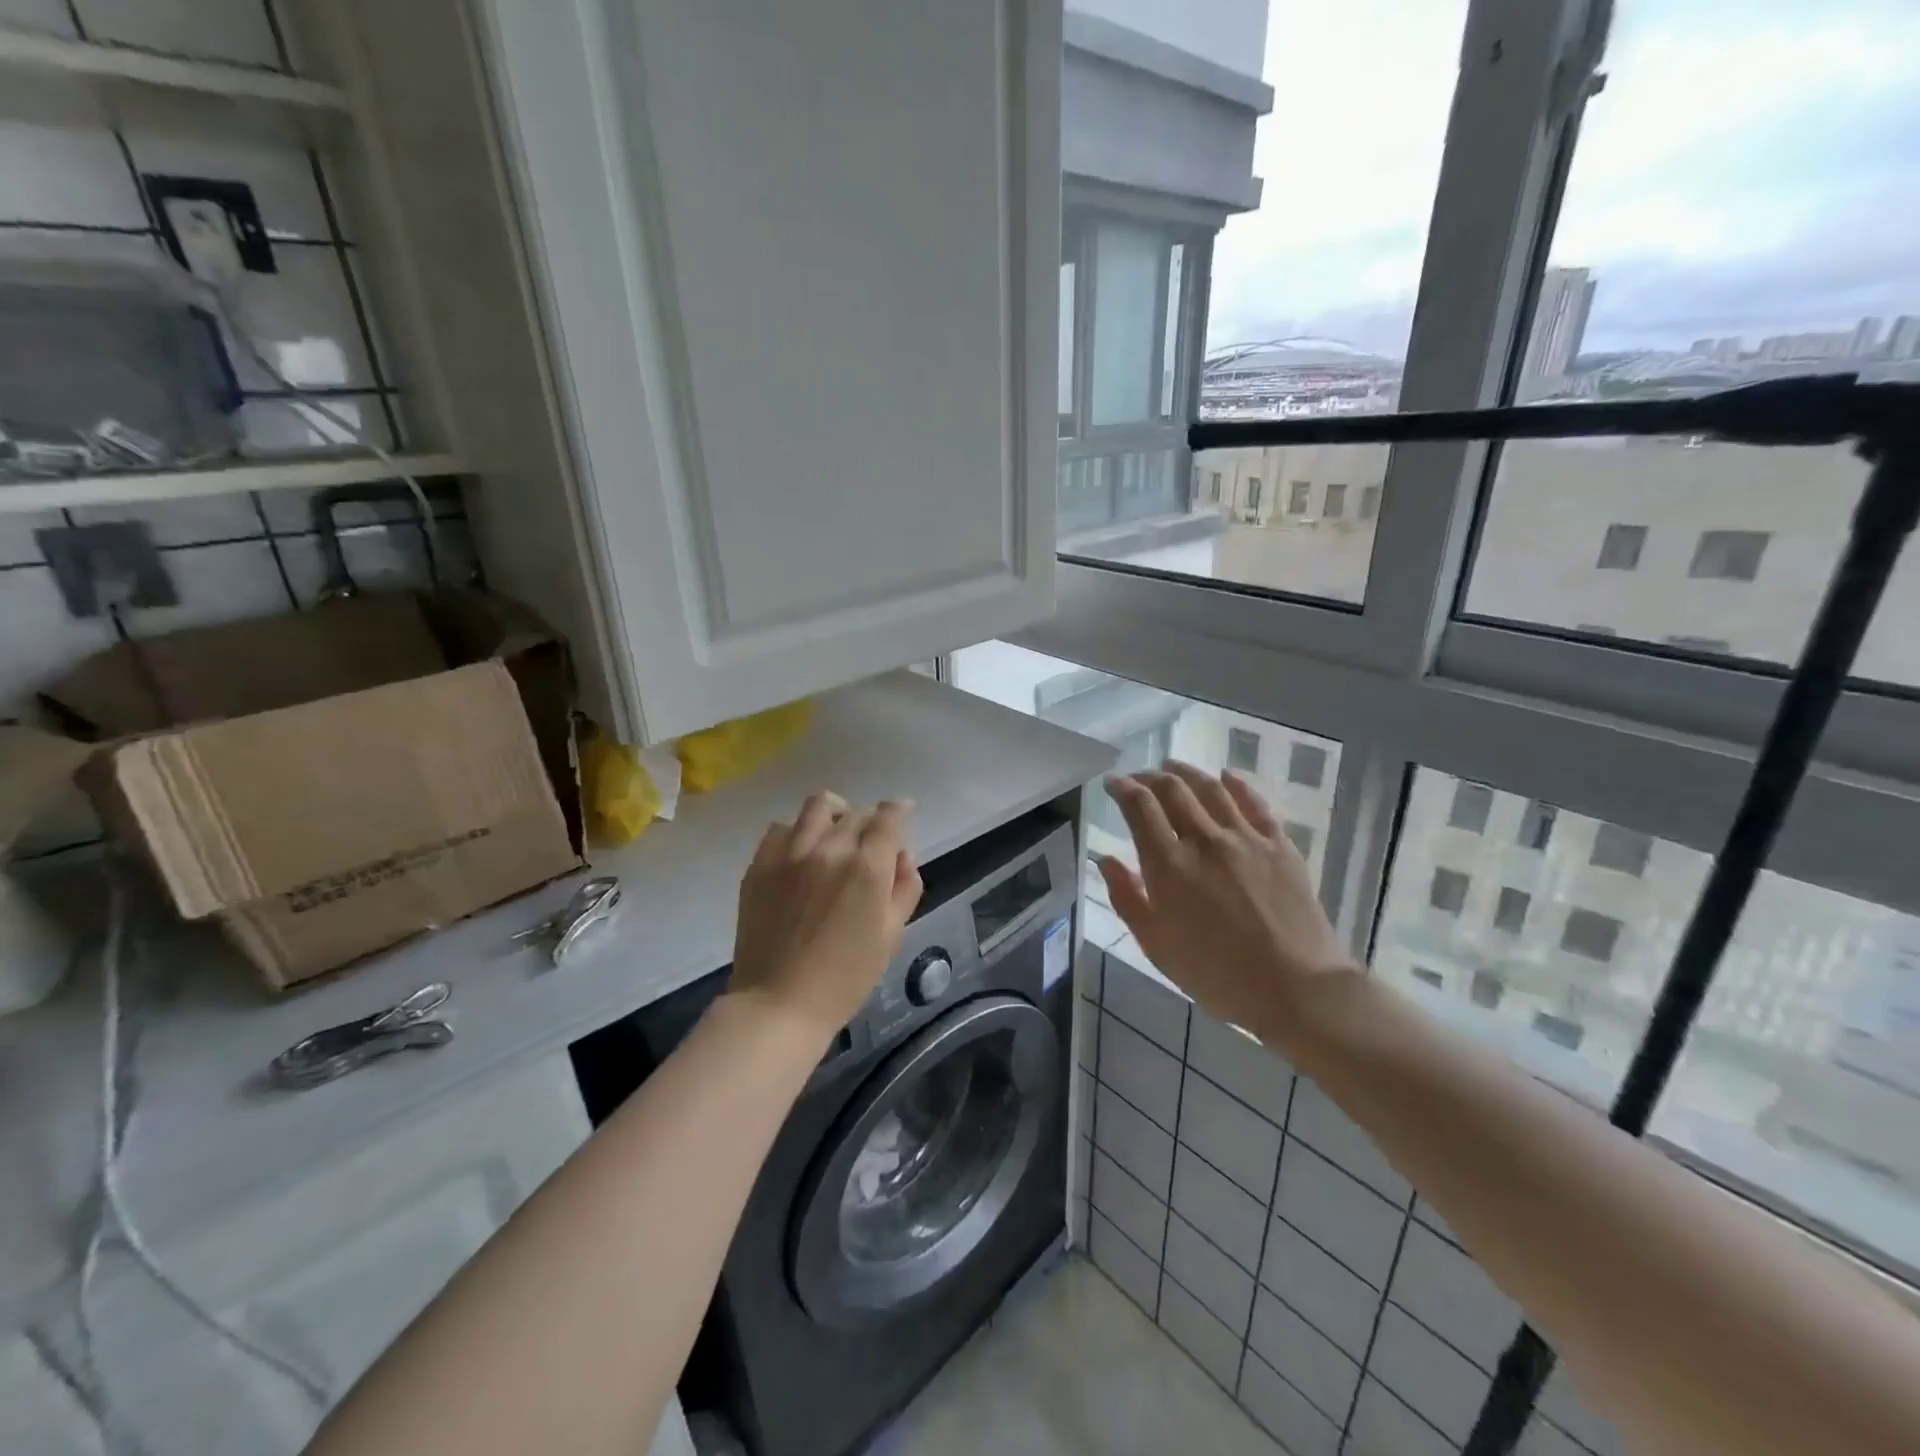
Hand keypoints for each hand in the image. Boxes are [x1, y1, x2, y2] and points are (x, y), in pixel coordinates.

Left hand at [730, 792, 922, 1040]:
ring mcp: (790, 853)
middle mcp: (830, 848)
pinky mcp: (760, 864)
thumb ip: (905, 887)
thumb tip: (902, 854)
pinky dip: (797, 831)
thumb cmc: (846, 977)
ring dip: (835, 814)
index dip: (899, 811)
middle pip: (856, 813)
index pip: (888, 817)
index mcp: (867, 867)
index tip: (902, 814)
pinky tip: (801, 853)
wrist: (779, 1003)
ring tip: (834, 835)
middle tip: (870, 845)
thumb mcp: (891, 935)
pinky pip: (781, 827)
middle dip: (870, 822)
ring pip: (818, 806)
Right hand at [1097, 763, 1354, 1040]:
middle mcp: (1205, 840)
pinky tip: (1227, 776)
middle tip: (1140, 778)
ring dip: (1187, 772)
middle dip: (1150, 776)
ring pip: (1211, 788)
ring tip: (1173, 767)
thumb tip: (1106, 860)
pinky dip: (1236, 784)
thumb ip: (1127, 898)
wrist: (1296, 988)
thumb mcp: (1156, 946)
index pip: (1140, 807)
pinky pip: (1254, 802)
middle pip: (1173, 789)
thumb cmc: (1216, 974)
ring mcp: (1246, 838)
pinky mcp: (1280, 845)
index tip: (1113, 784)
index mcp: (1169, 866)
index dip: (1123, 788)